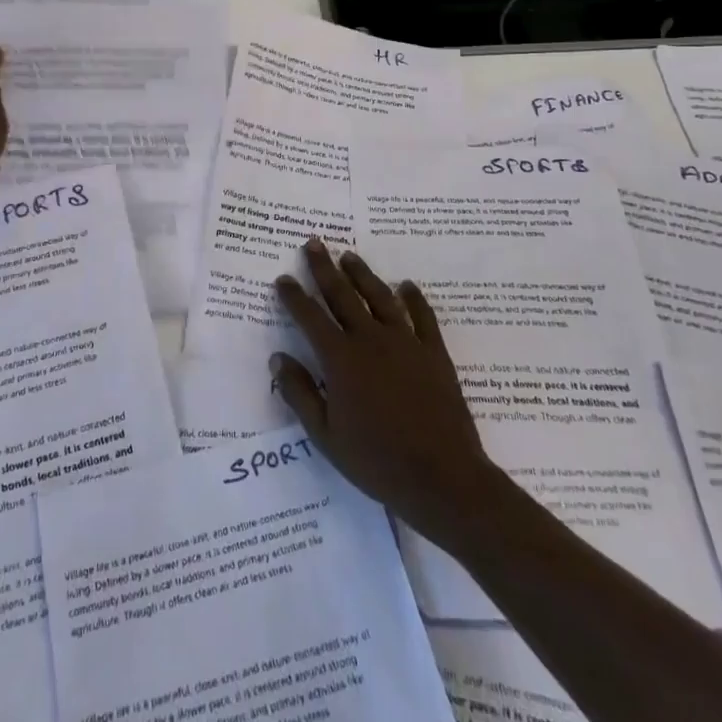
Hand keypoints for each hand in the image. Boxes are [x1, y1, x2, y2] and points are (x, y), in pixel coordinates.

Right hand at [271, 241, 504, 548]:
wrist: (443, 478)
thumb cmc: (378, 462)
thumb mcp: (326, 436)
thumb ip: (300, 394)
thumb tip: (277, 358)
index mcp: (341, 359)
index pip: (310, 317)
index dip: (294, 296)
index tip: (283, 279)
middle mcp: (371, 340)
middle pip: (343, 295)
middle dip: (324, 268)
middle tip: (314, 243)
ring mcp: (406, 343)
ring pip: (380, 297)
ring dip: (363, 274)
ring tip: (349, 256)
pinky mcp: (434, 353)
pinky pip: (423, 317)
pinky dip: (414, 299)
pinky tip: (407, 286)